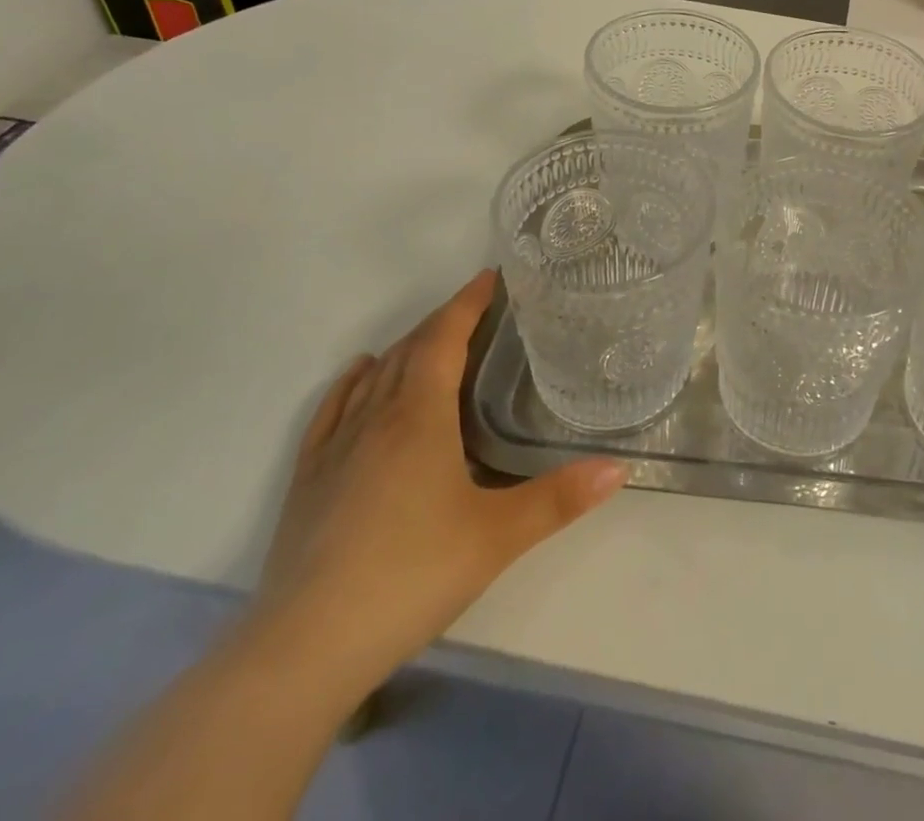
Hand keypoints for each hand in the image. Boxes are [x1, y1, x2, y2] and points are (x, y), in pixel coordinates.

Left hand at [247, 270, 625, 693]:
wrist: (305, 647)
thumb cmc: (411, 575)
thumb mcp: (498, 536)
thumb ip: (560, 499)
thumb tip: (619, 468)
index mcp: (420, 416)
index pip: (445, 338)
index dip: (467, 302)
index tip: (490, 277)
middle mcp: (376, 416)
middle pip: (411, 349)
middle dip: (444, 321)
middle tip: (476, 310)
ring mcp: (336, 446)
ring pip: (374, 375)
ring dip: (406, 347)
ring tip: (433, 339)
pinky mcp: (308, 478)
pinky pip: (333, 408)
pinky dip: (353, 381)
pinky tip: (361, 374)